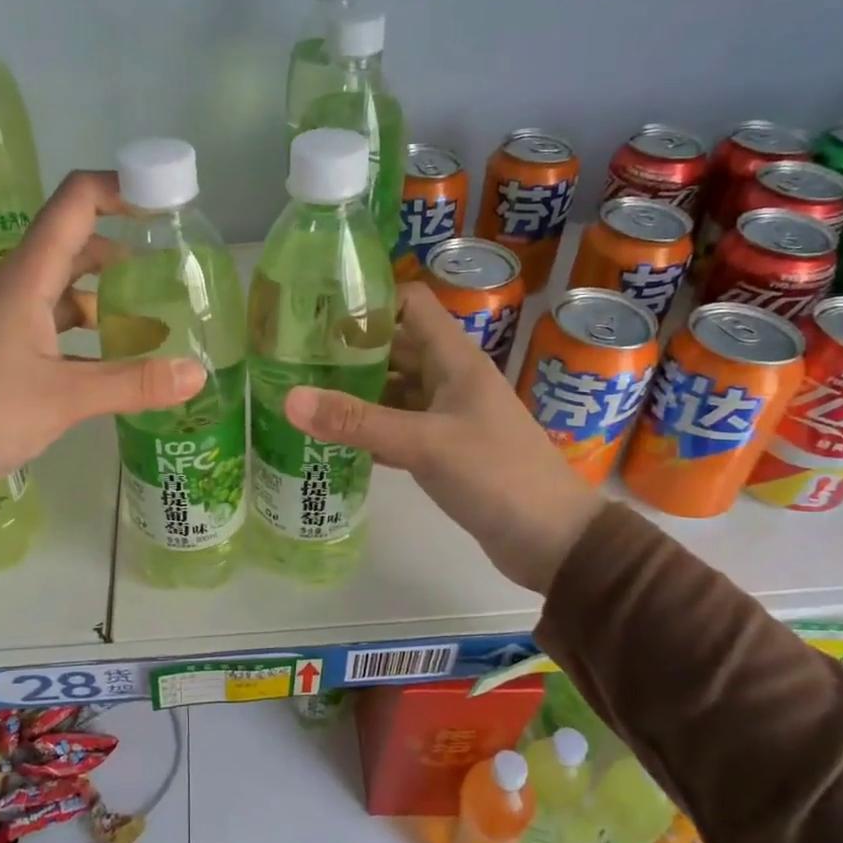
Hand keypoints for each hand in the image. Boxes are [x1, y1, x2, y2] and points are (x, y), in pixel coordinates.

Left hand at [0, 170, 204, 503]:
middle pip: (73, 243)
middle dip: (122, 249)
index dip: (120, 189)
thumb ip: (132, 383)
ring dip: (103, 295)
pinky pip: (49, 323)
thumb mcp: (63, 399)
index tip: (164, 204)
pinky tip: (110, 360)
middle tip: (170, 272)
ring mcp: (1, 318)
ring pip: (61, 288)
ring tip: (151, 319)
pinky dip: (83, 331)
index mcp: (26, 278)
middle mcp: (12, 286)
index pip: (74, 202)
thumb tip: (198, 373)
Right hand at [282, 283, 604, 594]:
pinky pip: (398, 426)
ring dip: (355, 392)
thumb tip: (289, 398)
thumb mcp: (424, 444)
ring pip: (393, 390)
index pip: (410, 304)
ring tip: (302, 398)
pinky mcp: (443, 449)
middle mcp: (450, 378)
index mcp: (454, 358)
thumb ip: (356, 421)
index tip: (318, 316)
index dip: (368, 302)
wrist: (553, 539)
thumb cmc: (497, 476)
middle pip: (394, 347)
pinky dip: (369, 429)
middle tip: (292, 361)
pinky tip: (331, 440)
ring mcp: (447, 415)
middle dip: (348, 351)